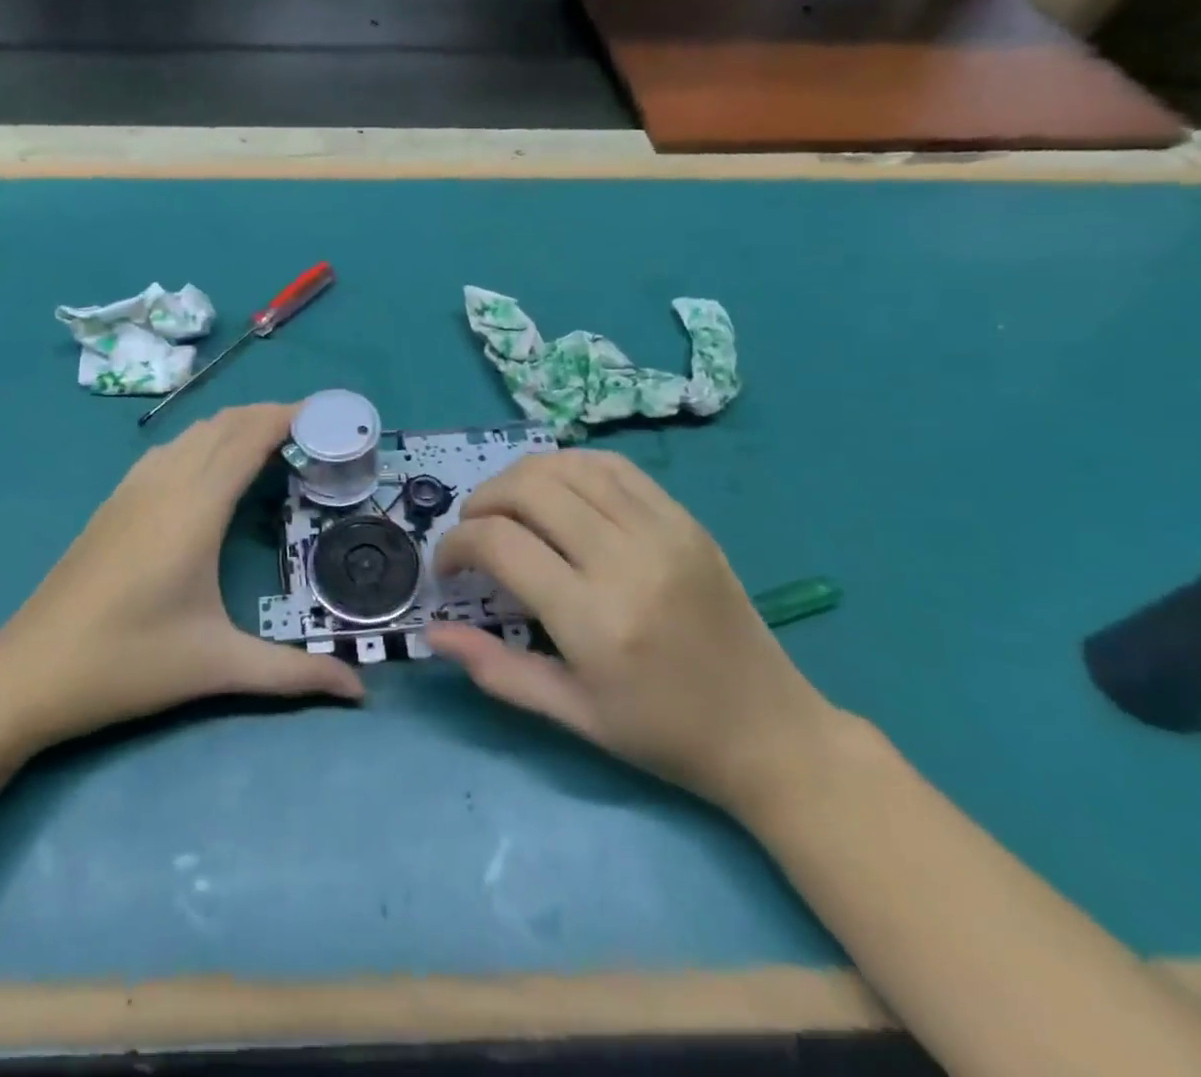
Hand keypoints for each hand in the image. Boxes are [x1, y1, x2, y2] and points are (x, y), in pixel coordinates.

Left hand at [0, 404, 363, 752]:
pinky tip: (209, 469)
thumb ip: (294, 674)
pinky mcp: (112, 503)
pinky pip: (168, 451)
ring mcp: (132, 490)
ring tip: (271, 443)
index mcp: (195, 509)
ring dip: (234, 426)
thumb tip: (360, 692)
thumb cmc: (128, 663)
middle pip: (223, 425)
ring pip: (192, 434)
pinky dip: (202, 442)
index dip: (288, 416)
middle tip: (312, 431)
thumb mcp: (218, 667)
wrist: (27, 673)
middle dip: (268, 415)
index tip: (327, 413)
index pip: (248, 438)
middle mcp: (165, 484)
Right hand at [426, 451, 837, 813]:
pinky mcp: (685, 519)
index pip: (500, 543)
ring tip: (506, 508)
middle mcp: (626, 559)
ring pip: (567, 466)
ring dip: (520, 478)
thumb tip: (432, 633)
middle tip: (472, 532)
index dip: (457, 544)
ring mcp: (662, 530)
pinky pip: (613, 467)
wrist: (769, 729)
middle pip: (528, 489)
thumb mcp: (571, 713)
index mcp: (594, 619)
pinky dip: (569, 467)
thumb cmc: (662, 733)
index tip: (448, 567)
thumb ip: (495, 668)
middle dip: (481, 502)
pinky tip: (556, 492)